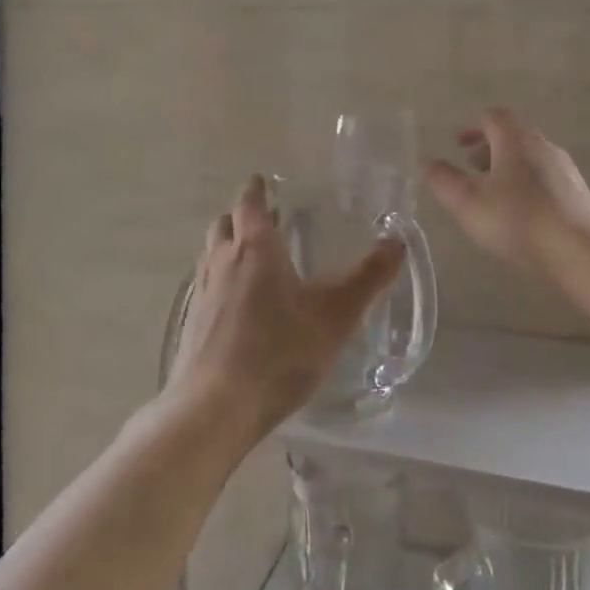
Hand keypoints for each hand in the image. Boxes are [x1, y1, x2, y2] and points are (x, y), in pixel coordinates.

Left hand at [167, 175, 403, 437]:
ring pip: (211, 253)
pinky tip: (238, 305)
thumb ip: (368, 278)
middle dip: (242, 216)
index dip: (257, 190)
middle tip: (266, 221)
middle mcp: (222, 261)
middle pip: (225, 224)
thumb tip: (396, 241)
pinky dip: (221, 279)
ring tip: (253, 259)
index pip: (249, 202)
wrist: (215, 407)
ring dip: (228, 246)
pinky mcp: (192, 323)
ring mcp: (202, 292)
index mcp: (254, 248)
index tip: (264, 182)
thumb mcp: (335, 316)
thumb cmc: (279, 352)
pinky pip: (206, 285)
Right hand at [424, 108, 589, 280]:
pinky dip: (527, 185)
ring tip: (492, 193)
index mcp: (516, 140)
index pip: (494, 117)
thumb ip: (443, 180)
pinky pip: (545, 179)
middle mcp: (543, 147)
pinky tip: (520, 214)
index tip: (458, 143)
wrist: (584, 251)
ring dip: (508, 168)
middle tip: (470, 166)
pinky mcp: (578, 194)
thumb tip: (424, 161)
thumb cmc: (519, 220)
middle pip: (514, 137)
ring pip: (530, 159)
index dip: (473, 126)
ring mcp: (565, 170)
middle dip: (489, 148)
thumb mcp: (468, 202)